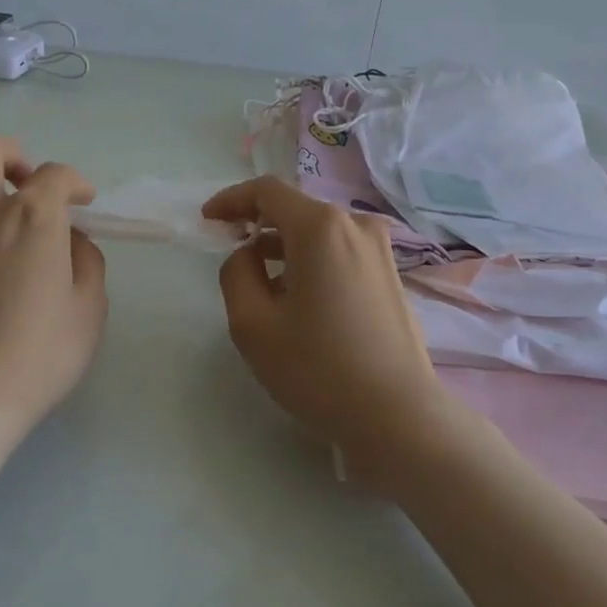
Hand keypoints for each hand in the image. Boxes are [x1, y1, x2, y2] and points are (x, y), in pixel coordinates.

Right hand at [203, 176, 462, 472]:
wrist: (398, 415)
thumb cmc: (318, 368)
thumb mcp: (253, 325)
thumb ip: (236, 274)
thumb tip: (249, 255)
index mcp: (321, 227)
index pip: (267, 191)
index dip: (231, 200)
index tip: (208, 221)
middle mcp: (356, 225)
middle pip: (296, 210)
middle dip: (258, 226)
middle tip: (231, 253)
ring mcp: (380, 250)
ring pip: (320, 233)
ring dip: (285, 248)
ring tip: (262, 285)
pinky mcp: (391, 276)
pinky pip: (341, 252)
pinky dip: (313, 262)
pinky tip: (301, 300)